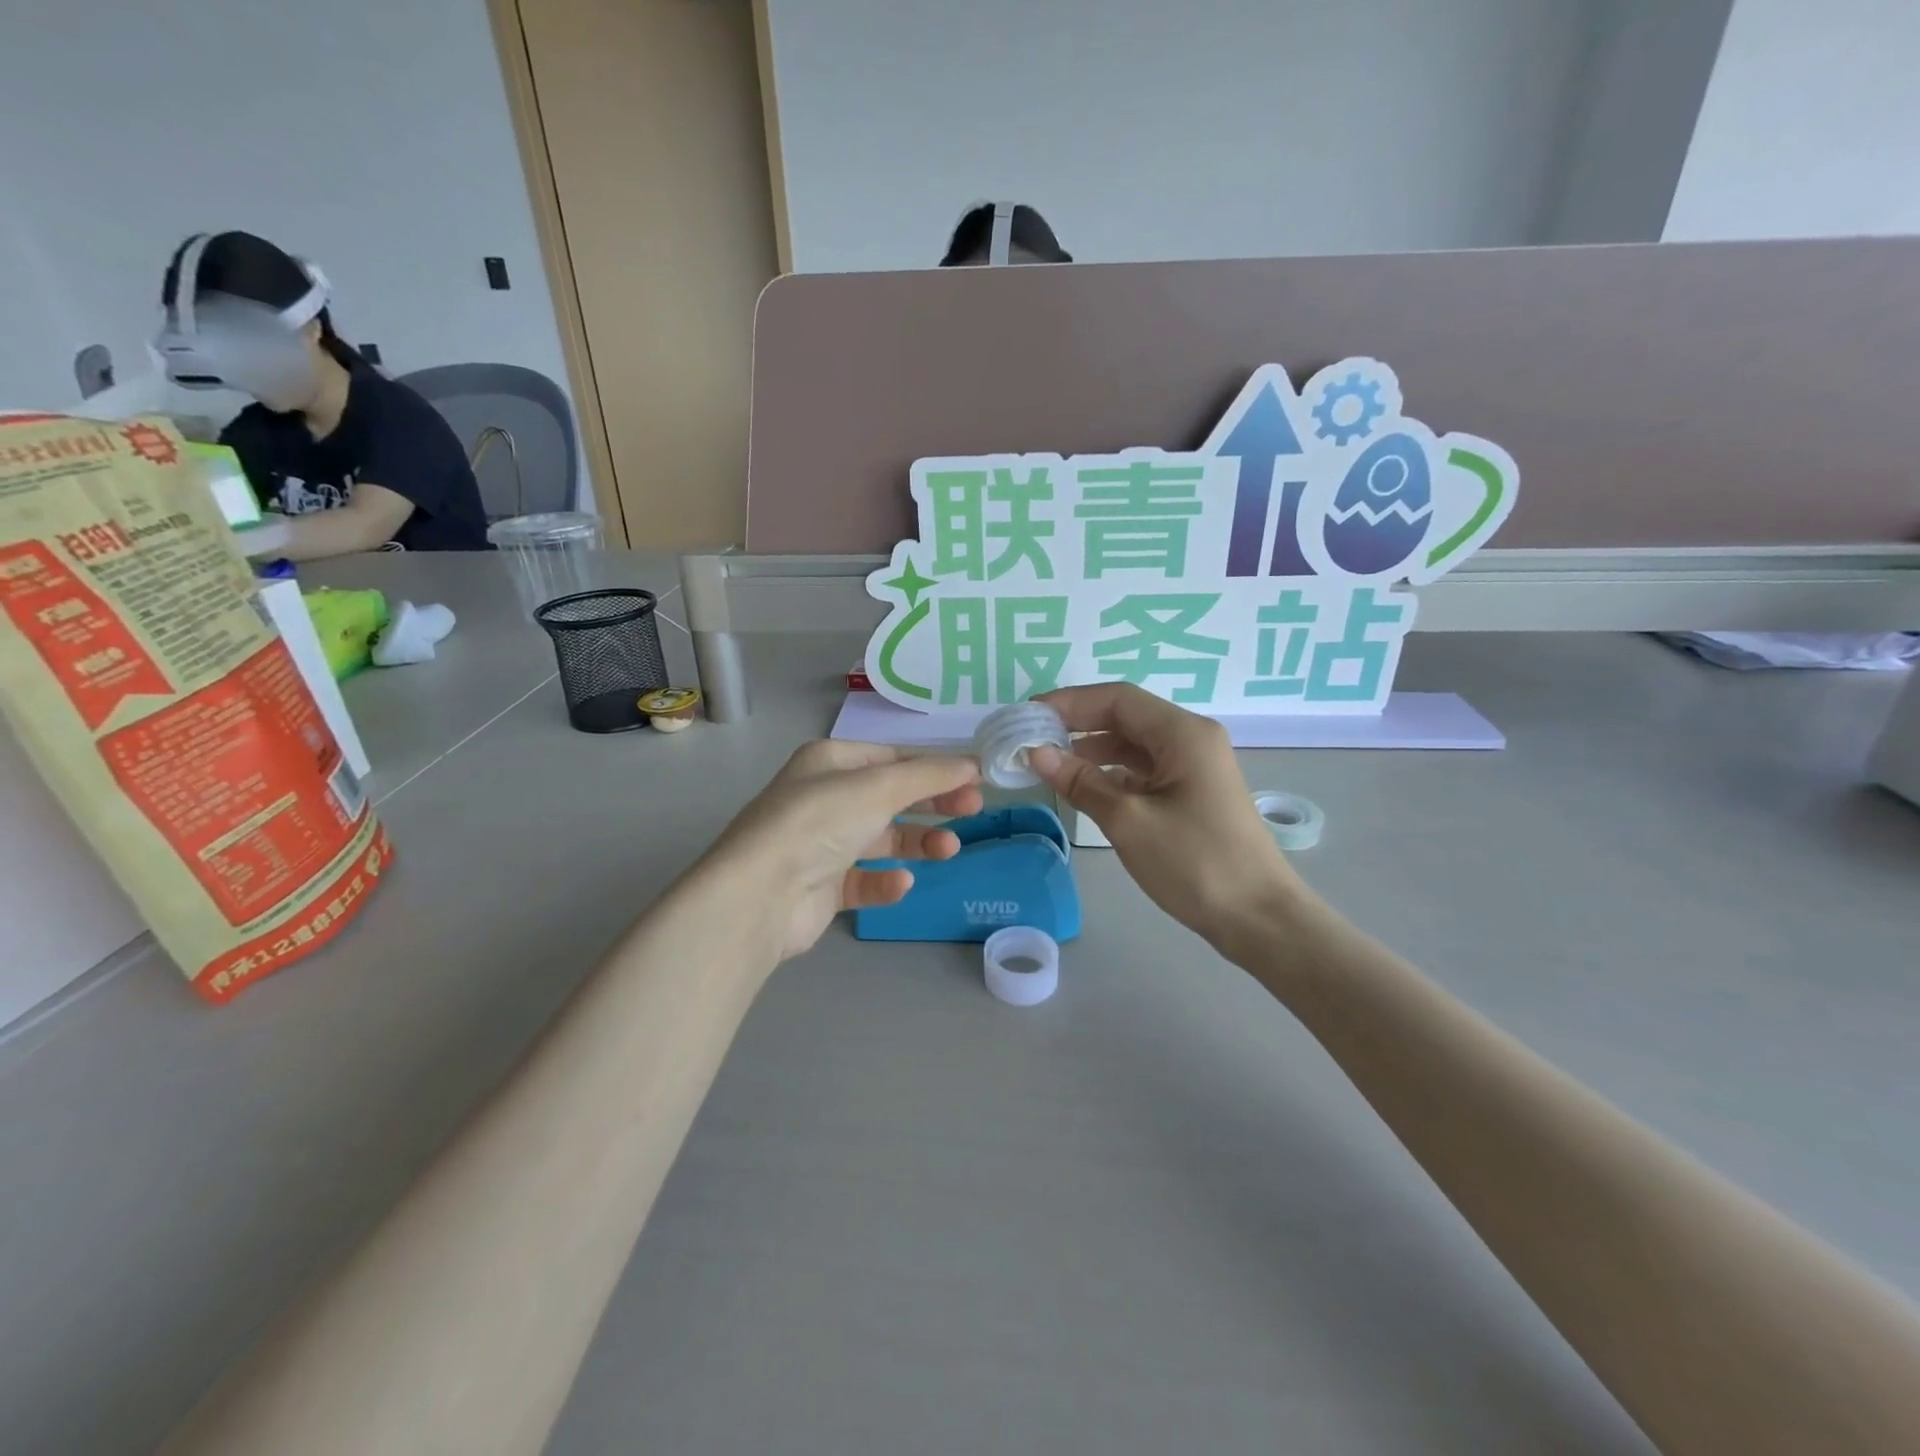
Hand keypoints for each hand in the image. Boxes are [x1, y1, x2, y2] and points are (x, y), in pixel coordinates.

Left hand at [705, 740, 982, 960]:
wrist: (760, 895)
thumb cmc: (819, 822)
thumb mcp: (879, 787)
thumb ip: (930, 775)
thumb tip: (973, 764)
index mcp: (830, 762)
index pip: (892, 758)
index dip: (934, 767)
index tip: (975, 779)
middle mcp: (825, 798)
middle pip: (891, 797)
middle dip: (933, 802)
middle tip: (974, 809)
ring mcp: (822, 844)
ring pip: (882, 839)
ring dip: (918, 842)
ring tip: (948, 849)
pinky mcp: (822, 887)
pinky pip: (864, 878)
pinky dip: (886, 881)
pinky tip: (900, 883)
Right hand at [1028, 684, 1310, 956]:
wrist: (1258, 917)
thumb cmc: (1195, 862)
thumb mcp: (1129, 820)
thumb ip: (1081, 782)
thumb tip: (1037, 753)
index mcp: (1182, 733)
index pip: (1117, 699)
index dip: (1070, 702)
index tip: (1028, 715)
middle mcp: (1190, 739)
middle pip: (1126, 717)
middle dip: (1077, 723)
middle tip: (1031, 737)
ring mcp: (1194, 767)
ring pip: (1134, 744)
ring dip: (1092, 749)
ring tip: (1049, 761)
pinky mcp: (1191, 793)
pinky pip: (1144, 770)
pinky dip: (1111, 773)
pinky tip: (1084, 786)